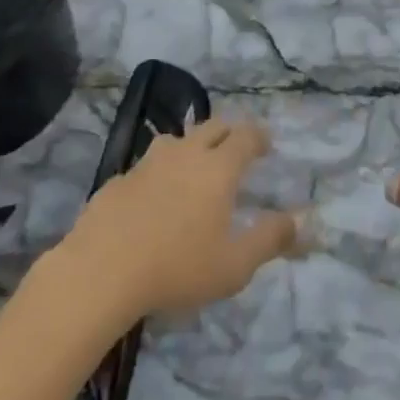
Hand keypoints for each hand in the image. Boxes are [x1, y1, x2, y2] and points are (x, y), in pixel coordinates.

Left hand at [62, 118, 296, 316]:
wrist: (99, 273)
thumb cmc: (176, 268)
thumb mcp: (234, 265)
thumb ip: (269, 240)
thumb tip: (299, 221)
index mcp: (218, 167)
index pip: (246, 136)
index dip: (259, 137)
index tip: (266, 145)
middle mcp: (186, 154)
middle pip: (213, 127)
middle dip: (229, 132)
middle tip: (236, 148)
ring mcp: (148, 164)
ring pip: (177, 140)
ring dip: (192, 146)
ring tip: (194, 166)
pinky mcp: (118, 180)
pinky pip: (146, 166)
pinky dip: (158, 172)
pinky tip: (153, 197)